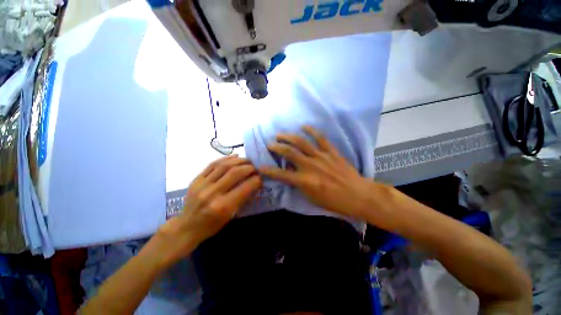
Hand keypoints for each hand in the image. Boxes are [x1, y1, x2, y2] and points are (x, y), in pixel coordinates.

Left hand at [155, 156, 261, 265]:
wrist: (186, 227)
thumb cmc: (211, 225)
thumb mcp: (230, 216)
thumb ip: (243, 198)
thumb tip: (255, 183)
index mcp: (223, 206)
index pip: (245, 188)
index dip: (256, 180)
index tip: (261, 177)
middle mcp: (212, 193)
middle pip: (235, 173)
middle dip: (249, 167)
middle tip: (256, 167)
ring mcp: (202, 184)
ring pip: (224, 165)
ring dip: (239, 161)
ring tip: (247, 160)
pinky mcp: (196, 179)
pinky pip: (212, 164)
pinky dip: (225, 159)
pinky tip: (234, 156)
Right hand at [259, 126, 377, 219]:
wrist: (358, 195)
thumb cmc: (334, 201)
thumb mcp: (312, 198)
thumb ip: (299, 185)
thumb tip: (290, 173)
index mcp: (305, 180)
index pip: (281, 174)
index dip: (268, 171)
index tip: (259, 166)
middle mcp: (310, 166)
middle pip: (289, 152)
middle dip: (276, 147)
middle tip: (269, 144)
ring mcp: (321, 156)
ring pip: (301, 142)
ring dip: (289, 137)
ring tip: (280, 134)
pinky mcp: (331, 152)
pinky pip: (320, 138)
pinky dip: (311, 131)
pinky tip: (304, 126)